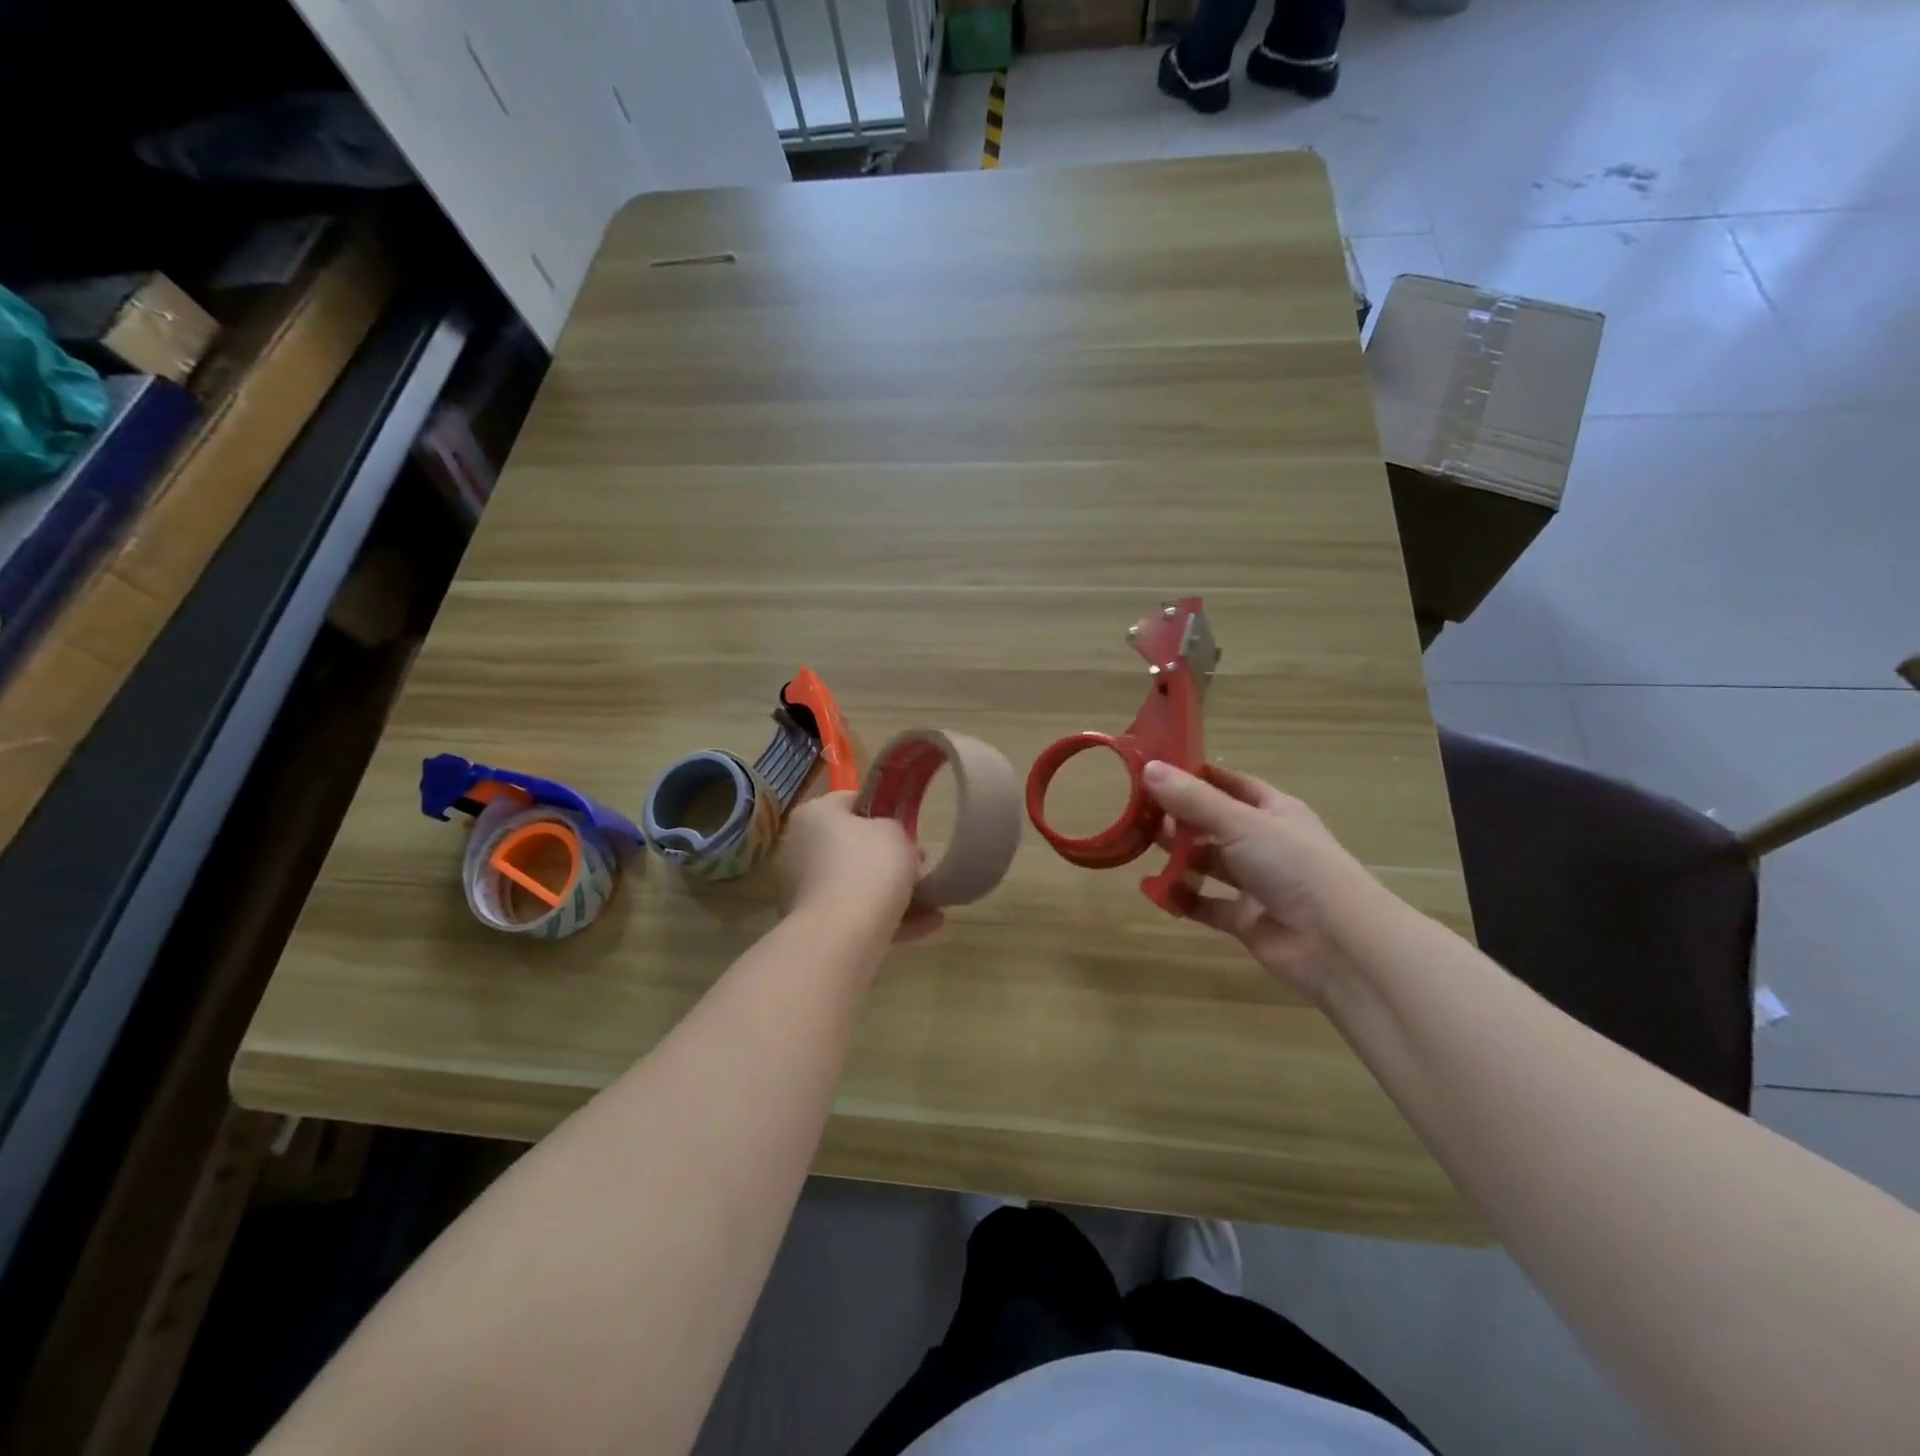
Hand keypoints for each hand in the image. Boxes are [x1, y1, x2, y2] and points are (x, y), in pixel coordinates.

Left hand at [776, 791, 942, 942]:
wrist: (843, 932)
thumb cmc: (869, 866)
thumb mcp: (896, 832)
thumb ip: (895, 827)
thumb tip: (889, 838)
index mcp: (814, 815)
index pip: (850, 801)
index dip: (883, 809)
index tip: (909, 826)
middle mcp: (800, 847)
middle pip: (851, 846)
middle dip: (888, 856)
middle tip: (920, 863)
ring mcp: (804, 888)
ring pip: (856, 883)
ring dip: (893, 891)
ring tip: (932, 902)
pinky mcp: (814, 922)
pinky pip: (856, 912)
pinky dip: (887, 917)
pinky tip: (926, 926)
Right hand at [1143, 761, 1379, 1000]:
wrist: (1335, 941)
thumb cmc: (1292, 864)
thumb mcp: (1240, 822)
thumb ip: (1193, 800)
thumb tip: (1148, 767)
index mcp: (1274, 810)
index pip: (1230, 784)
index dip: (1196, 776)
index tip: (1155, 770)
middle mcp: (1265, 843)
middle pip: (1214, 824)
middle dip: (1179, 819)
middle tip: (1136, 812)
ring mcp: (1256, 883)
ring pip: (1209, 864)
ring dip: (1178, 857)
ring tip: (1138, 847)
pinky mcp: (1246, 920)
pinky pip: (1206, 904)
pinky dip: (1183, 898)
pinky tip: (1154, 891)